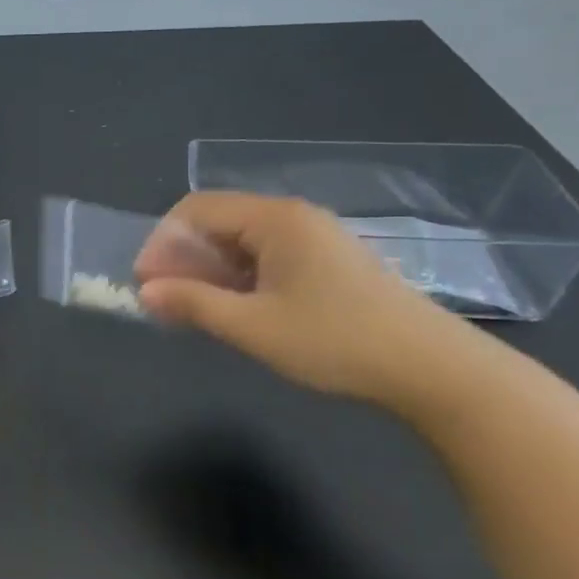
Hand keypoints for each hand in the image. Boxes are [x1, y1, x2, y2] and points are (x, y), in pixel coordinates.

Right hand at [135, 193, 472, 405]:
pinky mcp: (328, 261)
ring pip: (242, 241)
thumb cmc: (335, 340)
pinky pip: (267, 256)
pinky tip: (236, 309)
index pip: (196, 209)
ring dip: (210, 270)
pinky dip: (240, 277)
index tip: (146, 282)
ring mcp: (315, 238)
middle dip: (183, 257)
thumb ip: (194, 304)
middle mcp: (293, 217)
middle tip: (165, 299)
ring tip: (195, 309)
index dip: (163, 242)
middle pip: (219, 221)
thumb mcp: (253, 327)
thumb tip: (146, 293)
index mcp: (275, 219)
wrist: (433, 369)